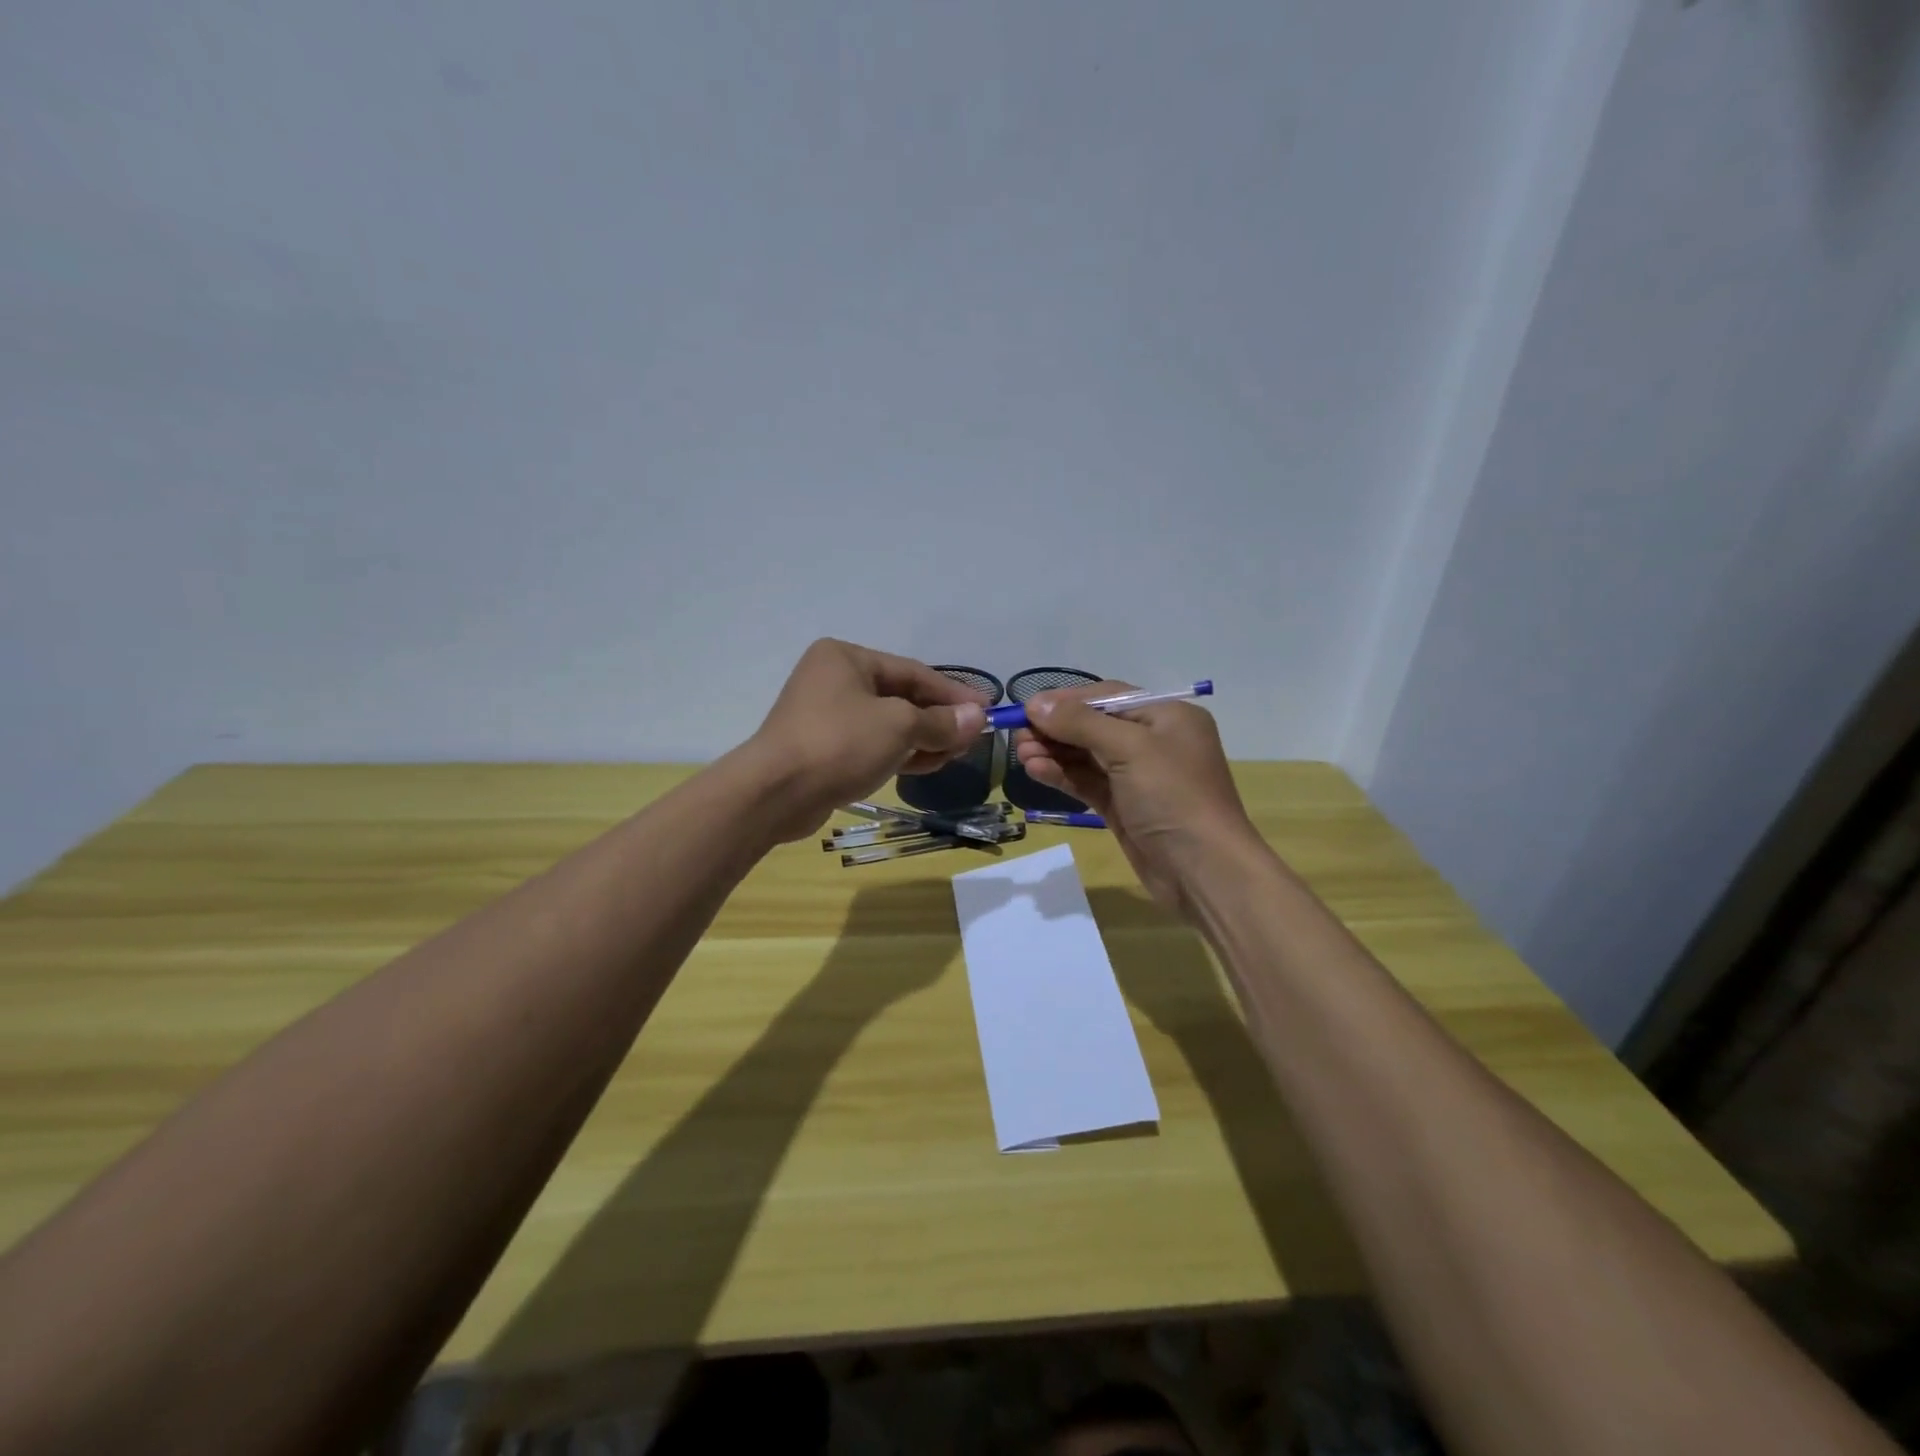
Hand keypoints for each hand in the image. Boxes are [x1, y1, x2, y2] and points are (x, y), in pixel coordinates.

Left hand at [743, 640, 988, 841]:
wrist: (775, 793)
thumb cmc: (839, 743)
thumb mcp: (899, 726)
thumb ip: (941, 722)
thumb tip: (978, 718)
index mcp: (847, 657)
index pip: (913, 672)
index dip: (953, 692)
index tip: (986, 709)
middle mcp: (834, 679)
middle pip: (901, 697)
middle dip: (939, 719)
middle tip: (972, 738)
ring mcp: (826, 715)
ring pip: (888, 723)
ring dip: (923, 739)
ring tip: (956, 754)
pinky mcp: (824, 748)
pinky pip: (872, 744)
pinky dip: (900, 753)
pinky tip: (928, 765)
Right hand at [1015, 682, 1260, 916]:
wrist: (1203, 871)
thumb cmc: (1173, 797)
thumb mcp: (1129, 749)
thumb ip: (1081, 723)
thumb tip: (1036, 702)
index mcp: (1167, 717)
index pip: (1108, 697)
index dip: (1067, 700)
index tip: (1028, 707)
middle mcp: (1154, 742)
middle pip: (1094, 725)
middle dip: (1056, 729)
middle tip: (1017, 734)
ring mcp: (1138, 777)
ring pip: (1087, 756)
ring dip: (1054, 752)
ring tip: (1020, 753)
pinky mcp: (1124, 807)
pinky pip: (1088, 782)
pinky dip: (1062, 775)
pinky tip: (1035, 770)